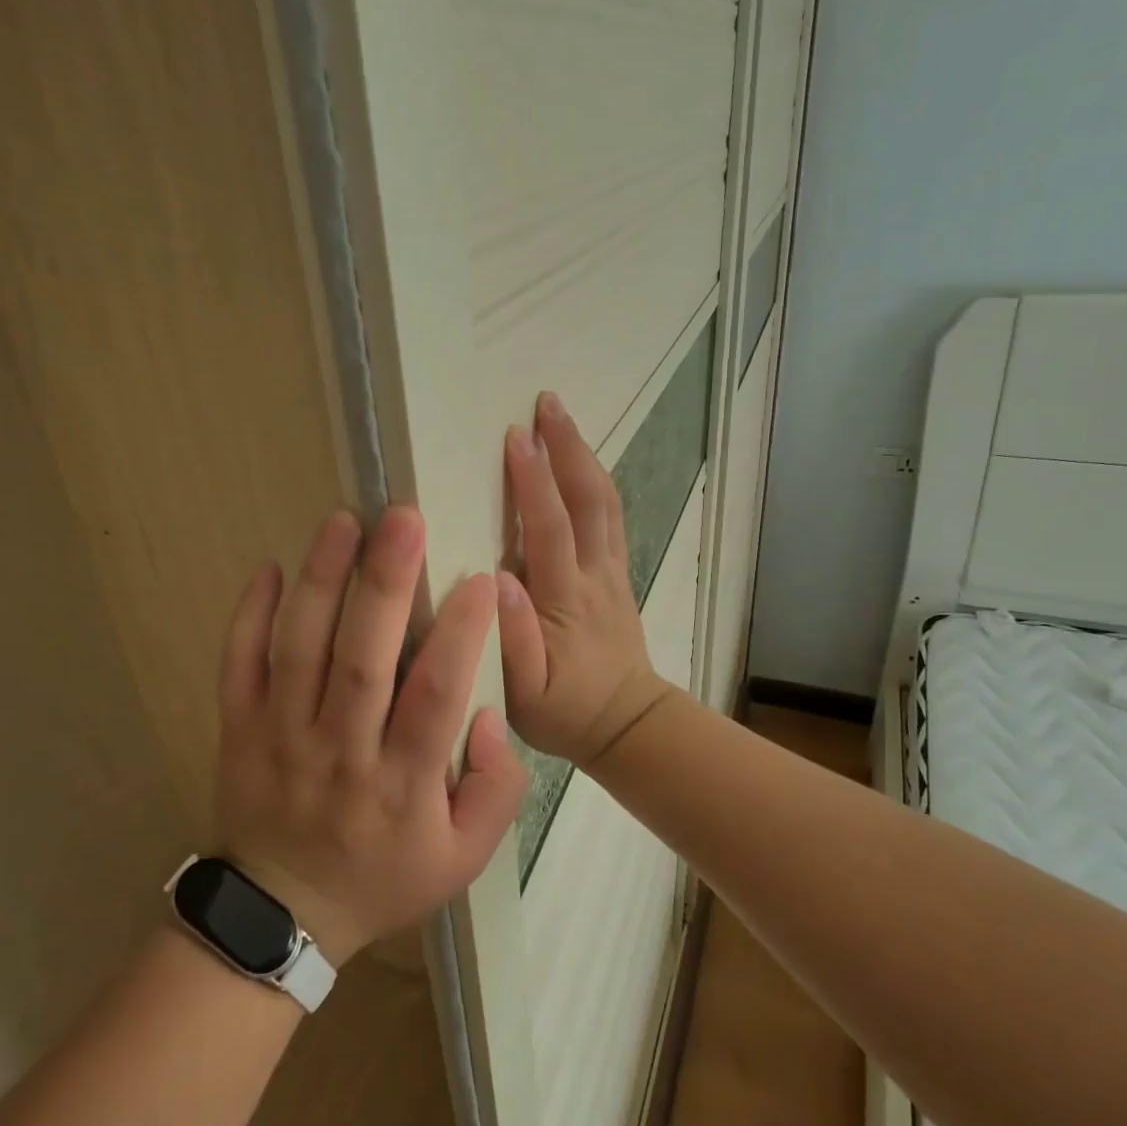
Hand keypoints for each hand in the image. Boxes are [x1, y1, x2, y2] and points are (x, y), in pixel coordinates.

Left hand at [215, 506, 526, 964]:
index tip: (479, 578)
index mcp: (400, 784)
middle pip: (362, 660)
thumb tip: (488, 714)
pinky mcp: (237, 730)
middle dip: (385, 585)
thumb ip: (496, 790)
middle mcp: (339, 752)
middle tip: (403, 519)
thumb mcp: (463, 859)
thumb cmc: (382, 877)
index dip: (459, 636)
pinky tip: (270, 567)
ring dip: (321, 581)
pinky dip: (249, 616)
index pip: (434, 698)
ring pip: (300, 649)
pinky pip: (239, 665)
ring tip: (343, 522)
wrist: (282, 915)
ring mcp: (280, 737)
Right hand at [496, 392, 673, 768]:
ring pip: (604, 502)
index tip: (515, 436)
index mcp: (565, 601)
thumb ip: (512, 639)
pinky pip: (611, 517)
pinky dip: (595, 479)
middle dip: (567, 447)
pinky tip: (581, 458)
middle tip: (546, 402)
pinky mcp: (618, 574)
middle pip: (587, 500)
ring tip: (560, 417)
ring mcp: (612, 571)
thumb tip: (499, 577)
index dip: (533, 481)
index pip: (550, 529)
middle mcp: (594, 575)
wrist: (627, 724)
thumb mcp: (525, 695)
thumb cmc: (564, 712)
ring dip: (583, 455)